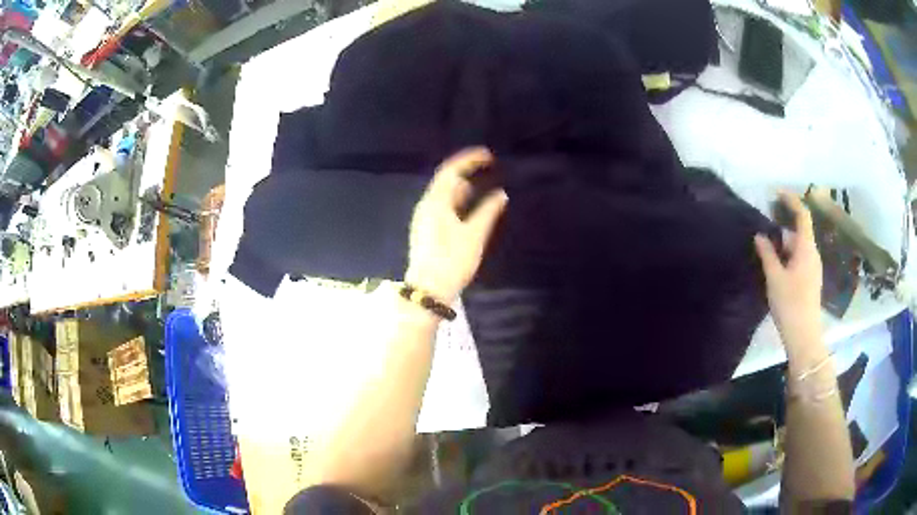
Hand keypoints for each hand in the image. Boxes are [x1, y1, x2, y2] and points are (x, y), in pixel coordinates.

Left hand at [405, 148, 507, 303]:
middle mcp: (426, 206)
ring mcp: (424, 218)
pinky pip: (442, 206)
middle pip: (445, 180)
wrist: (429, 289)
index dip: (468, 160)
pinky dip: (457, 200)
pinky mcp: (426, 230)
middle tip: (487, 167)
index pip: (450, 171)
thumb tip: (500, 194)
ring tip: (481, 185)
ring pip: (443, 194)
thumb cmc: (452, 261)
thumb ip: (488, 212)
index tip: (488, 155)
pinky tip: (469, 207)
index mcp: (435, 203)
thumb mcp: (474, 235)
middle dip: (466, 171)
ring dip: (461, 186)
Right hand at [754, 192, 823, 353]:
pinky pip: (799, 258)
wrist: (804, 336)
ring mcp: (813, 268)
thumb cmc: (790, 304)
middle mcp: (813, 253)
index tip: (777, 193)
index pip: (802, 215)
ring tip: (767, 247)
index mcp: (806, 248)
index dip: (791, 200)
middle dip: (783, 225)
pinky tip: (776, 266)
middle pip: (800, 230)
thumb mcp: (774, 278)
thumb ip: (767, 254)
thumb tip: (760, 235)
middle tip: (765, 225)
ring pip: (799, 246)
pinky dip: (788, 255)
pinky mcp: (810, 280)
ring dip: (785, 242)